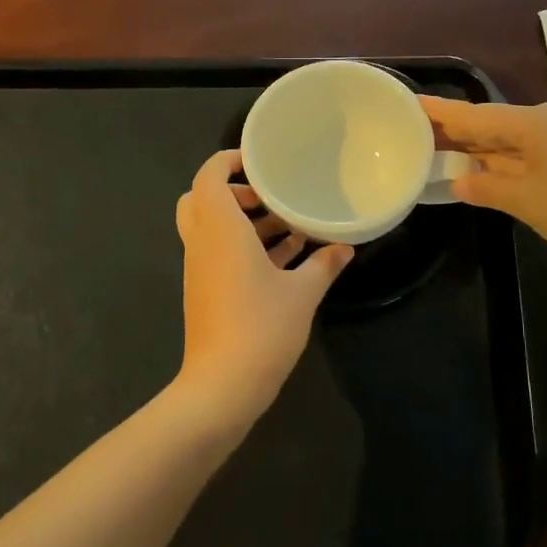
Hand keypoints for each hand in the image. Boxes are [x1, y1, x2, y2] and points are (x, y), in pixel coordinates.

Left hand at [173, 149, 352, 430]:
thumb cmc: (261, 327)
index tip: (262, 161)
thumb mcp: (303, 293)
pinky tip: (285, 257)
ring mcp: (201, 268)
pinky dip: (244, 246)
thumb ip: (324, 264)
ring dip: (244, 220)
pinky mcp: (205, 290)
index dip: (229, 160)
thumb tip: (346, 247)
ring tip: (288, 223)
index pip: (209, 175)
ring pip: (212, 227)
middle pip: (203, 198)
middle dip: (236, 190)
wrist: (222, 386)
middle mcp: (202, 242)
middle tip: (272, 195)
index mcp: (219, 228)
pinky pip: (220, 252)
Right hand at [420, 97, 546, 265]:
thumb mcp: (526, 201)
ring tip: (439, 149)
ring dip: (478, 147)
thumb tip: (459, 183)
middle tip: (415, 133)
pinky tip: (482, 168)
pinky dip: (501, 159)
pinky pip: (525, 151)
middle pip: (490, 123)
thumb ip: (487, 188)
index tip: (409, 103)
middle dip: (455, 131)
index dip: (440, 112)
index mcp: (532, 123)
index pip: (474, 115)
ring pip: (508, 138)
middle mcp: (546, 121)